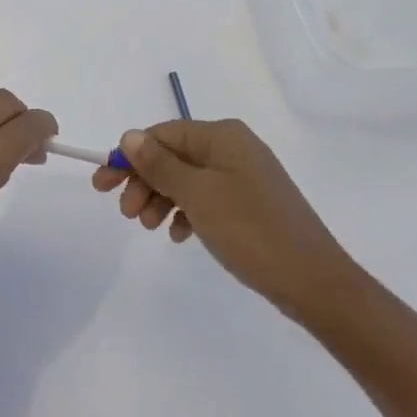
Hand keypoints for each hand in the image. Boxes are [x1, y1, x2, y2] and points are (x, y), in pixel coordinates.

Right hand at [92, 119, 349, 317]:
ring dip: (162, 198)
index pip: (162, 134)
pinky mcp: (250, 203)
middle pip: (173, 155)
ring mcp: (244, 175)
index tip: (102, 185)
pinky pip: (206, 198)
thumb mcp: (197, 195)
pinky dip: (186, 212)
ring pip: (187, 179)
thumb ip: (160, 164)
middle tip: (125, 214)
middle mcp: (233, 147)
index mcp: (222, 136)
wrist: (314, 282)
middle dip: (145, 181)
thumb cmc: (250, 230)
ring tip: (149, 227)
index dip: (129, 156)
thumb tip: (130, 136)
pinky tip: (179, 235)